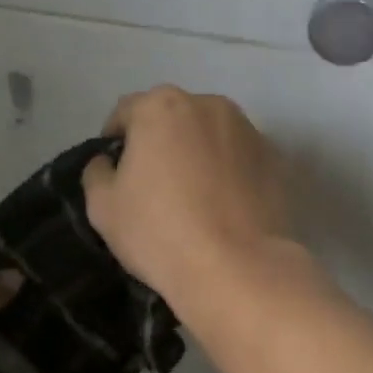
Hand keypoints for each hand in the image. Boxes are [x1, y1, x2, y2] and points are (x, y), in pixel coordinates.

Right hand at [82, 86, 295, 304]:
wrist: (237, 267)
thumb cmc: (160, 232)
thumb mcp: (103, 207)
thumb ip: (97, 172)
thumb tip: (108, 162)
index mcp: (162, 106)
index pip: (127, 111)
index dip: (116, 138)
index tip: (115, 169)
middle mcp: (208, 104)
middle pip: (173, 116)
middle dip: (160, 139)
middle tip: (154, 181)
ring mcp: (247, 128)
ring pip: (210, 133)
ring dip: (198, 150)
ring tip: (194, 193)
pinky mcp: (274, 156)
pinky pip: (239, 155)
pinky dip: (229, 169)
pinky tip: (225, 203)